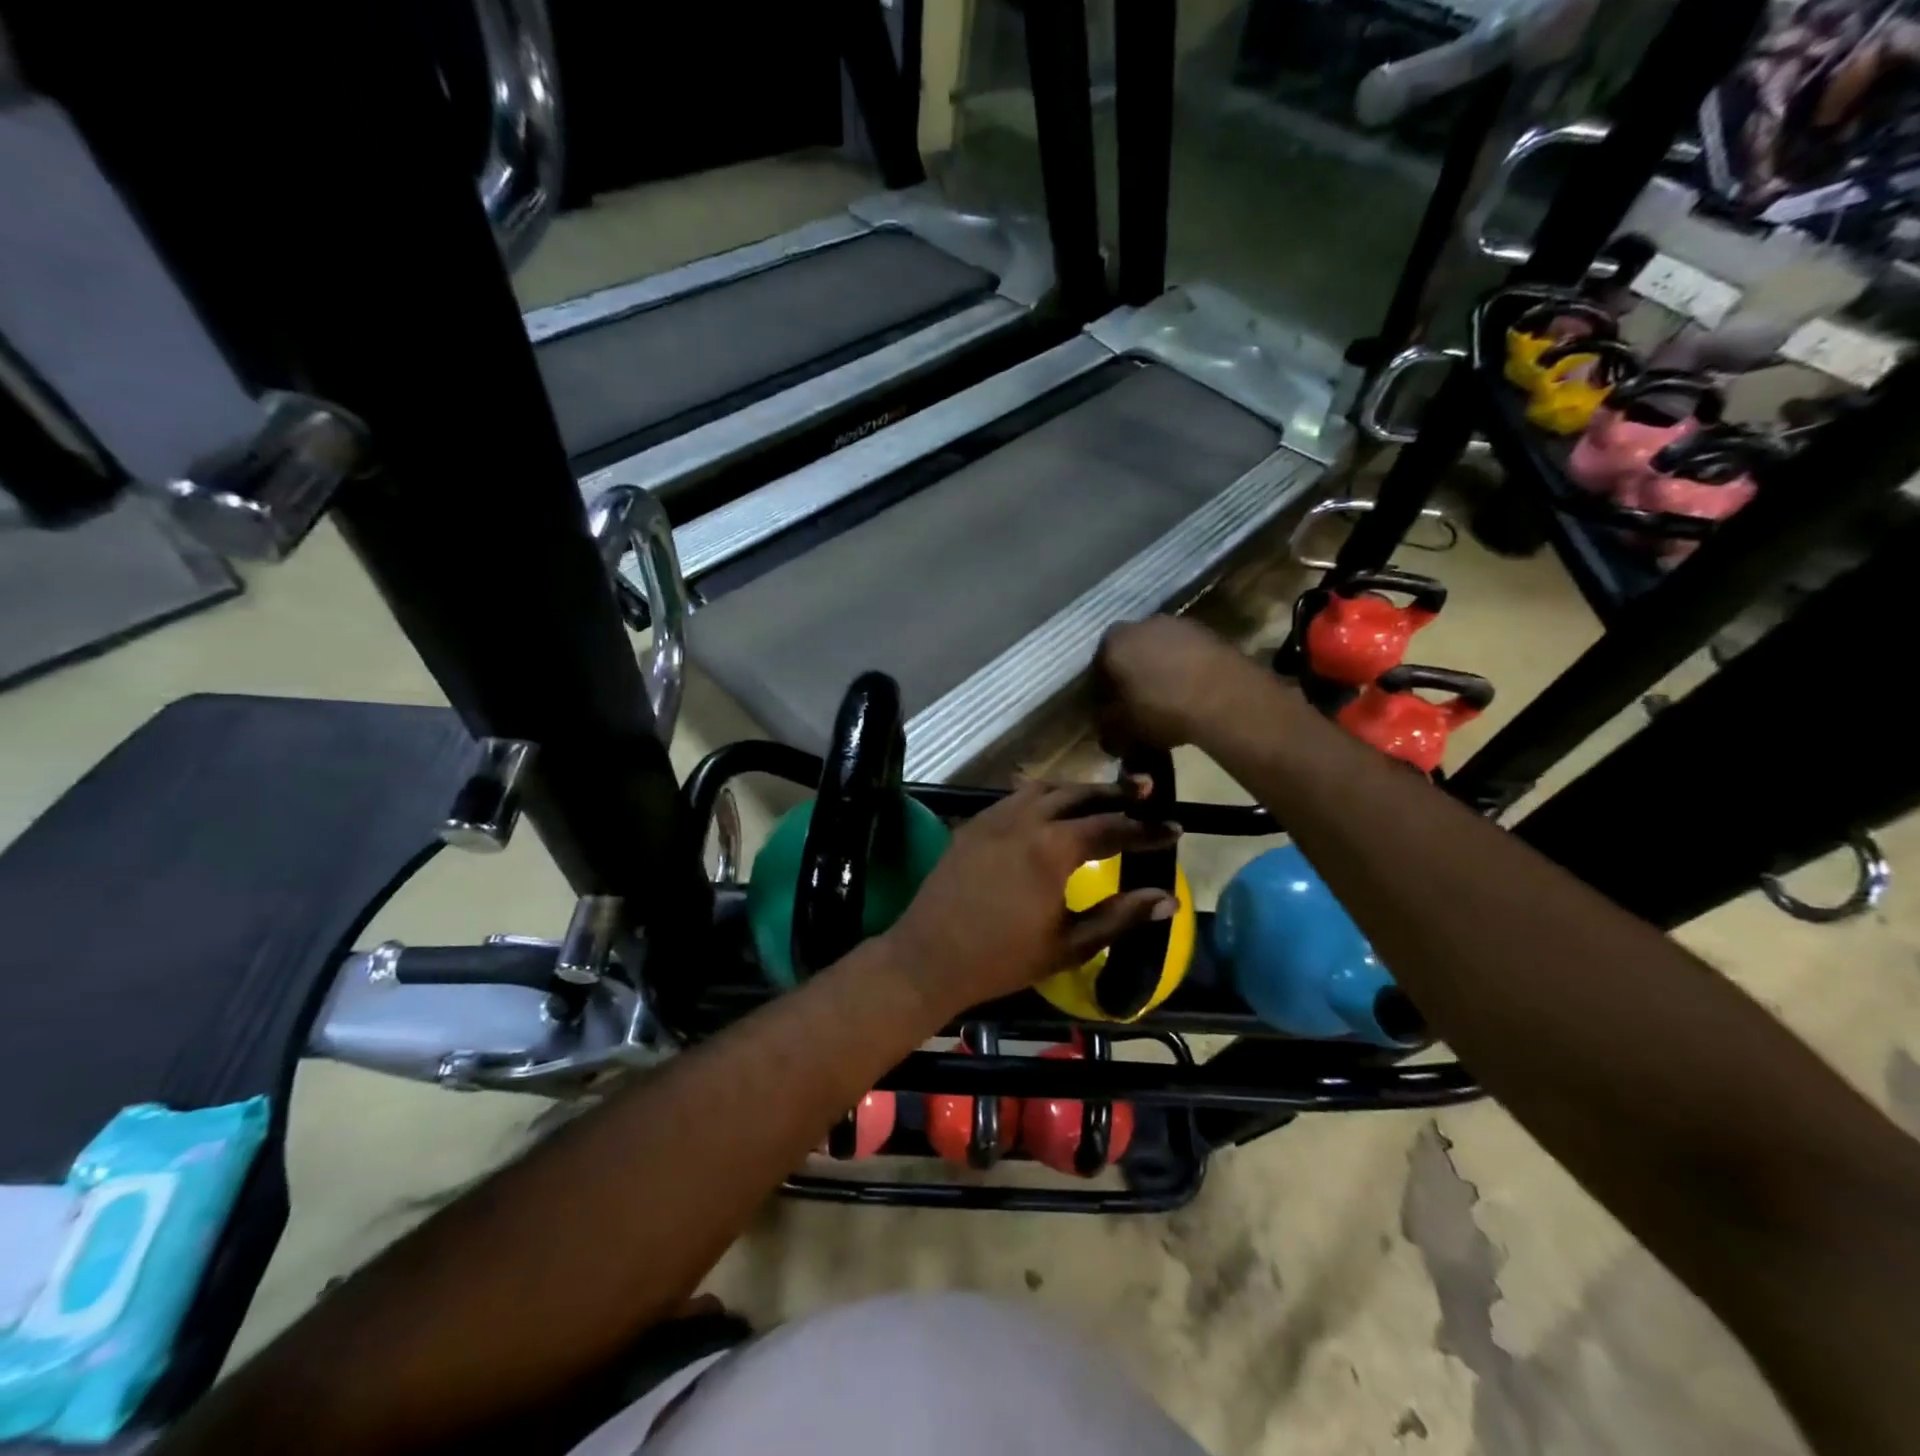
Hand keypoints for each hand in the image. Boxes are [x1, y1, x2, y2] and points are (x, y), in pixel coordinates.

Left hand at [879, 782, 1178, 1019]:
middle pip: (1079, 795)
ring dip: (1077, 789)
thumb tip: (1168, 900)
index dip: (1146, 829)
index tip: (1174, 827)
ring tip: (1101, 797)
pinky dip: (1042, 796)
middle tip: (1145, 789)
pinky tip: (1050, 809)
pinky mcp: (974, 824)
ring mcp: (994, 817)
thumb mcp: (1068, 945)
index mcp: (1052, 848)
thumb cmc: (1002, 959)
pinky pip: (1015, 797)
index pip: (1111, 827)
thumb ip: (1119, 917)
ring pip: (1045, 789)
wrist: (928, 957)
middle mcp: (1025, 820)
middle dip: (1116, 792)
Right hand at [1095, 616, 1256, 751]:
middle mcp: (1141, 624)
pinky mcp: (1208, 632)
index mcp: (1112, 643)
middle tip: (1137, 706)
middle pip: (1129, 654)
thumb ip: (1107, 724)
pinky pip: (1185, 654)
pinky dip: (1184, 669)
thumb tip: (1107, 726)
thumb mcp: (1122, 727)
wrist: (1225, 698)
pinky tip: (1190, 693)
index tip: (1110, 713)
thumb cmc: (1161, 709)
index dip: (1102, 693)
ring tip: (1167, 701)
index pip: (1097, 668)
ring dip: (1159, 671)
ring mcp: (1178, 624)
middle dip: (1130, 677)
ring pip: (1158, 651)